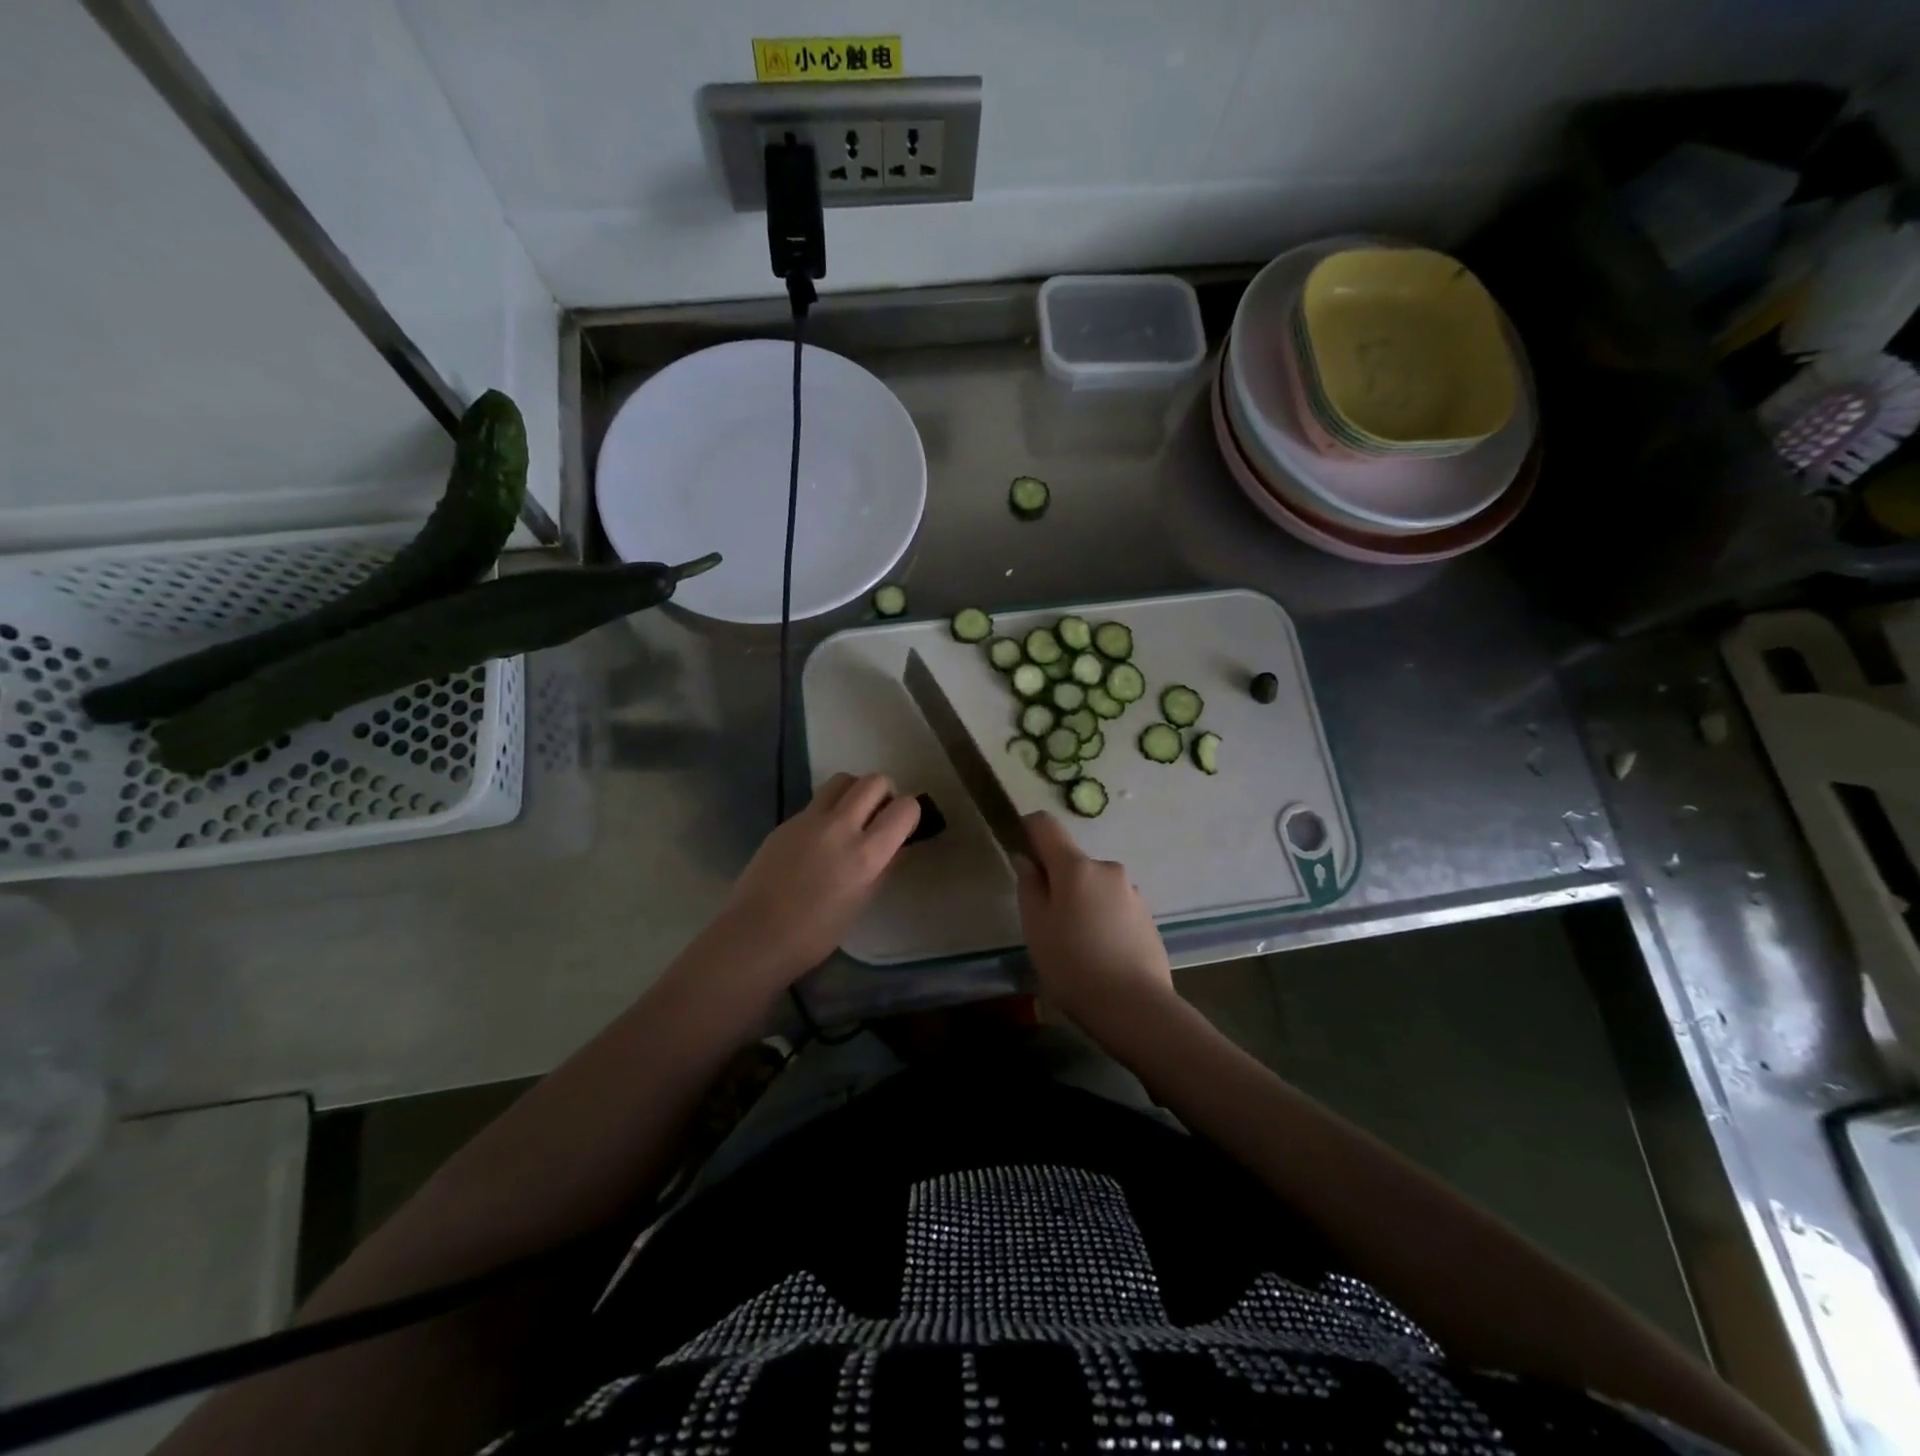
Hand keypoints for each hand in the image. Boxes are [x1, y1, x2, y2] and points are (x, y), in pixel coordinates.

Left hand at [704, 773, 919, 989]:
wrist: (755, 936)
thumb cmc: (815, 934)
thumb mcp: (861, 903)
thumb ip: (884, 867)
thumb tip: (898, 844)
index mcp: (865, 854)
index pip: (904, 808)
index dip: (910, 814)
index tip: (904, 828)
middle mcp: (839, 827)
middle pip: (874, 781)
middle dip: (884, 794)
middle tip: (879, 818)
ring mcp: (808, 820)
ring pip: (842, 780)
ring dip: (855, 792)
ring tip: (851, 818)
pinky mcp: (786, 821)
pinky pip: (816, 801)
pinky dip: (828, 809)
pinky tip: (820, 839)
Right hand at [1014, 812, 1173, 1029]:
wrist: (1136, 1008)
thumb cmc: (1073, 965)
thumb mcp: (1036, 927)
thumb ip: (1029, 886)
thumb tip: (1027, 860)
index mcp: (1076, 867)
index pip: (1046, 825)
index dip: (1028, 831)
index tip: (1020, 854)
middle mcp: (1107, 869)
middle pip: (1072, 862)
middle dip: (1056, 882)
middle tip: (1047, 923)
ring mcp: (1132, 892)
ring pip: (1094, 886)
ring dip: (1081, 902)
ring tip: (1076, 946)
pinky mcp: (1147, 917)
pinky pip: (1114, 906)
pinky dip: (1102, 919)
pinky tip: (1100, 955)